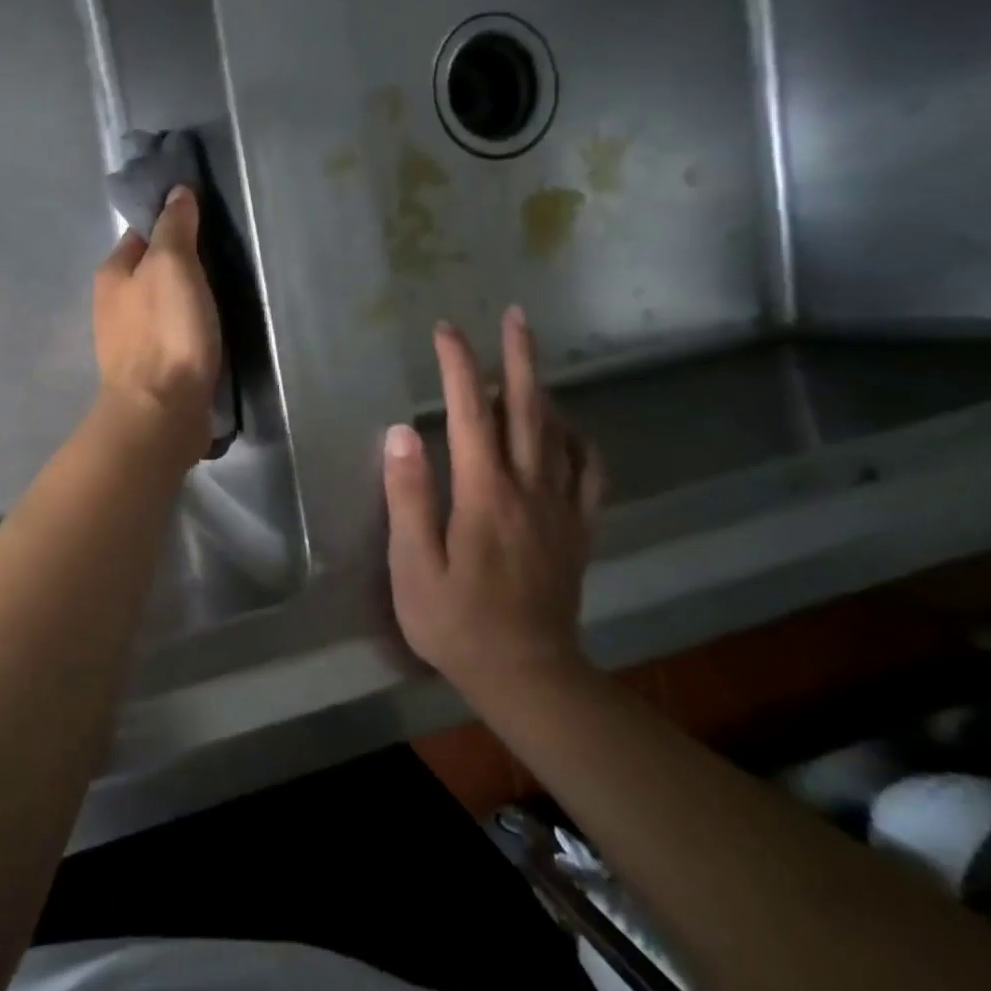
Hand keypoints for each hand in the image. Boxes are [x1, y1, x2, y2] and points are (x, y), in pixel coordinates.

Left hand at [91, 186, 221, 466]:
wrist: (160, 413)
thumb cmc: (165, 332)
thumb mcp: (172, 265)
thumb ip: (174, 227)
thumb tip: (176, 192)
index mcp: (112, 273)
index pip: (142, 233)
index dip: (172, 223)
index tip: (208, 222)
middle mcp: (113, 305)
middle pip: (152, 271)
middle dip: (183, 264)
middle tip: (224, 260)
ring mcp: (129, 341)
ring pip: (162, 305)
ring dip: (187, 299)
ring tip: (225, 295)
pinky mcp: (150, 371)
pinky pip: (172, 336)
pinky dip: (189, 330)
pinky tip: (210, 333)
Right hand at [381, 308, 605, 693]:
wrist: (526, 673)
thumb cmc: (455, 622)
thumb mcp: (413, 565)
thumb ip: (408, 496)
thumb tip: (402, 433)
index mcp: (483, 493)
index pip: (470, 412)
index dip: (458, 366)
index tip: (446, 331)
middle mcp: (528, 488)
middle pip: (526, 409)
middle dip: (518, 357)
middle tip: (516, 316)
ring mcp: (559, 508)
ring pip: (558, 433)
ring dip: (544, 390)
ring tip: (530, 363)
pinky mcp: (577, 530)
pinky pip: (588, 473)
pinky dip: (580, 441)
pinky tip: (568, 431)